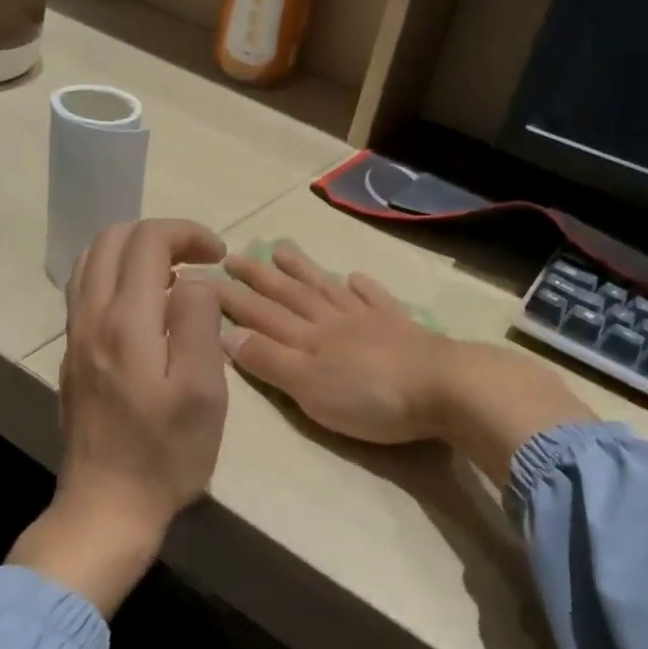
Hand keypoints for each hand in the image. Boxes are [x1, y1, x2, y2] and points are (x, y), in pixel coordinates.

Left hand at [10, 219, 229, 614]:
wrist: (106, 506)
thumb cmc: (166, 453)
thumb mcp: (202, 391)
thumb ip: (198, 321)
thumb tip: (194, 279)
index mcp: (126, 321)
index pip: (148, 240)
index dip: (187, 233)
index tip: (219, 256)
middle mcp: (91, 318)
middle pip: (112, 240)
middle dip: (160, 235)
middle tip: (198, 261)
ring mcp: (75, 337)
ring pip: (92, 263)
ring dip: (134, 254)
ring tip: (173, 280)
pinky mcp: (72, 357)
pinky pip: (86, 292)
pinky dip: (117, 278)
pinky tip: (146, 311)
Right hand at [217, 242, 451, 444]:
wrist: (442, 388)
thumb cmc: (370, 398)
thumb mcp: (309, 388)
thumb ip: (270, 361)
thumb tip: (227, 333)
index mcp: (308, 338)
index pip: (261, 314)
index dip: (233, 298)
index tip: (205, 278)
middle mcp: (333, 321)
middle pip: (291, 294)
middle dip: (259, 277)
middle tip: (234, 255)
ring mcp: (368, 320)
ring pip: (328, 289)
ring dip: (304, 270)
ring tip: (283, 250)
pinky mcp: (400, 327)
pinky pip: (375, 299)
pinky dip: (363, 287)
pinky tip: (355, 276)